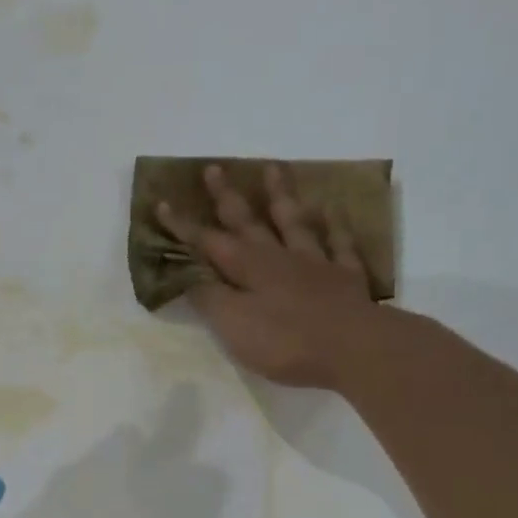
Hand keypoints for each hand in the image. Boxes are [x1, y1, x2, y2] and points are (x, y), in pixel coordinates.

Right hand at [158, 162, 381, 389]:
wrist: (354, 348)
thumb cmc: (285, 341)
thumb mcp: (233, 325)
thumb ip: (210, 298)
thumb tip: (189, 274)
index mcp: (247, 268)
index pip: (207, 242)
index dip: (183, 226)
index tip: (163, 203)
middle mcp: (278, 257)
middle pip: (248, 221)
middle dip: (227, 197)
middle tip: (214, 168)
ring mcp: (315, 263)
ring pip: (293, 222)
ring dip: (280, 197)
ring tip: (272, 169)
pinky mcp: (346, 277)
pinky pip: (340, 243)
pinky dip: (334, 224)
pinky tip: (333, 209)